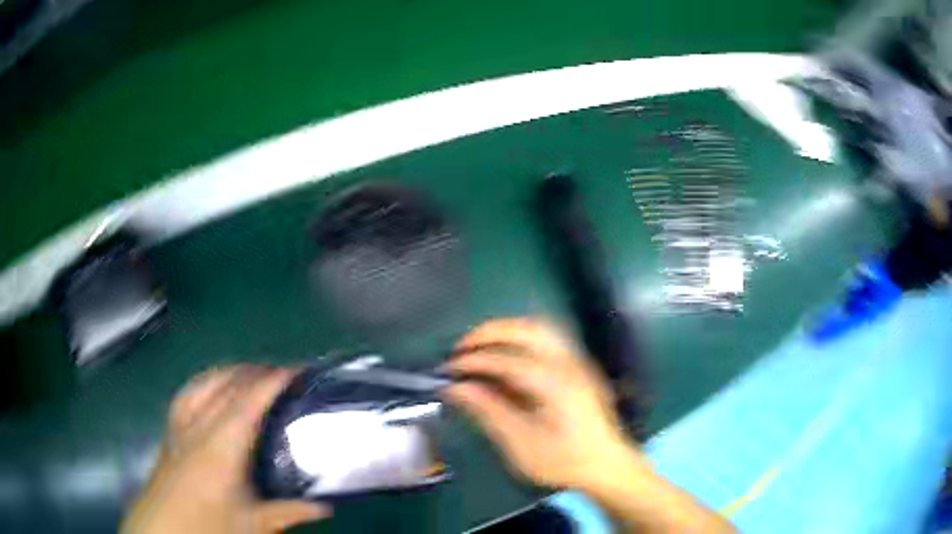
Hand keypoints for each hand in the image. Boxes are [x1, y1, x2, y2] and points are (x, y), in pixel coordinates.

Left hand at [122, 365, 329, 533]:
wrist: (163, 528)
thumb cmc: (209, 526)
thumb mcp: (252, 524)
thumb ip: (289, 512)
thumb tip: (326, 507)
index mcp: (220, 448)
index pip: (248, 402)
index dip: (272, 381)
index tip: (298, 371)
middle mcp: (197, 426)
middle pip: (226, 384)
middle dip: (255, 371)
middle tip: (284, 375)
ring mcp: (180, 423)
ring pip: (205, 381)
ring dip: (231, 371)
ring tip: (253, 374)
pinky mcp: (170, 427)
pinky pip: (190, 390)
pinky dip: (208, 380)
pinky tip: (214, 386)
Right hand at [443, 318, 636, 489]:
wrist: (607, 465)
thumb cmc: (563, 460)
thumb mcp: (520, 443)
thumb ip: (488, 411)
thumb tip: (455, 388)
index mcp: (554, 384)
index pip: (505, 360)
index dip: (472, 361)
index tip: (447, 369)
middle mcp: (568, 363)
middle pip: (526, 329)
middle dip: (489, 333)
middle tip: (461, 348)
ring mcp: (577, 361)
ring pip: (540, 327)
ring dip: (507, 330)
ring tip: (481, 346)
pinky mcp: (580, 366)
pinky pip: (549, 336)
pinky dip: (522, 336)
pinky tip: (508, 354)